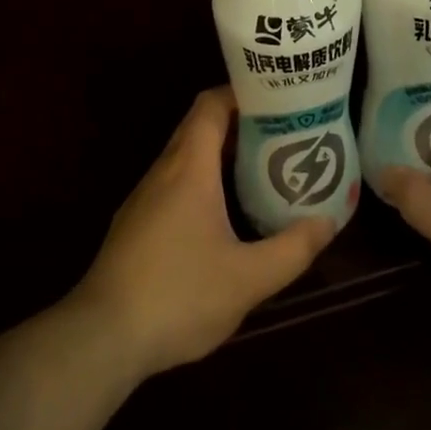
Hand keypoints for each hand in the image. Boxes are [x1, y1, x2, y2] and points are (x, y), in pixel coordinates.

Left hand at [71, 87, 335, 379]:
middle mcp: (164, 170)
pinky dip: (203, 178)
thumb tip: (328, 222)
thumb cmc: (178, 295)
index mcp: (189, 167)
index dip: (242, 93)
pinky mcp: (137, 222)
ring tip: (262, 166)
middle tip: (281, 131)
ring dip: (221, 152)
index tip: (277, 98)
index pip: (211, 104)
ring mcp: (146, 196)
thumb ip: (292, 249)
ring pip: (186, 155)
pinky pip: (175, 180)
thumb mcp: (247, 279)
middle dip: (239, 122)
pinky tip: (225, 210)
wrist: (102, 336)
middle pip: (200, 125)